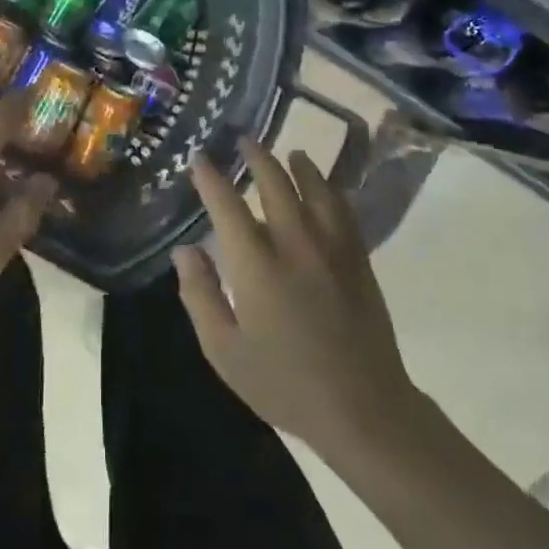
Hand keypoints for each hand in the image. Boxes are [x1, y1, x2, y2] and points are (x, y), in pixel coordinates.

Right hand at [175, 139, 416, 459]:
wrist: (363, 408)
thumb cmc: (284, 384)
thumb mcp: (224, 351)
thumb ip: (200, 295)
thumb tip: (184, 250)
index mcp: (257, 265)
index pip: (228, 206)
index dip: (211, 178)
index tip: (200, 158)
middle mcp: (295, 244)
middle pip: (275, 184)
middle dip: (257, 157)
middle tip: (244, 140)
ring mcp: (332, 248)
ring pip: (315, 189)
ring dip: (298, 166)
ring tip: (289, 153)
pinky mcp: (358, 259)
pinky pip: (343, 210)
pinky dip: (330, 190)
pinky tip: (326, 187)